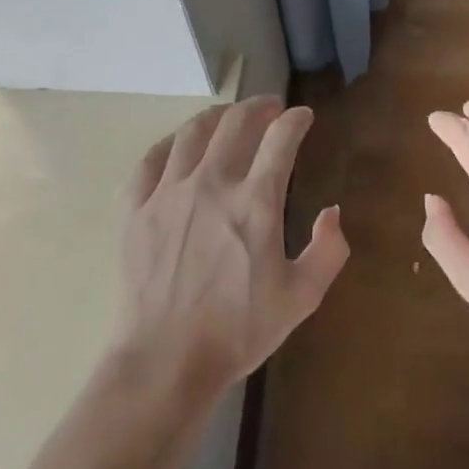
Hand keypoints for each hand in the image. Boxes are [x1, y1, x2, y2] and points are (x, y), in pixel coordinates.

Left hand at [115, 96, 347, 406]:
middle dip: (259, 107)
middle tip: (270, 108)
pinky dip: (170, 144)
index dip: (297, 120)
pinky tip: (178, 147)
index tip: (304, 117)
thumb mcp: (301, 298)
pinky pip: (150, 160)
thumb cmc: (238, 331)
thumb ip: (328, 251)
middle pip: (236, 122)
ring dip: (217, 116)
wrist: (165, 361)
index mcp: (255, 202)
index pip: (281, 139)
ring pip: (192, 132)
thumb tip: (332, 212)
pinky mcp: (135, 209)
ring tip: (228, 117)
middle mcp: (211, 183)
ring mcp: (168, 192)